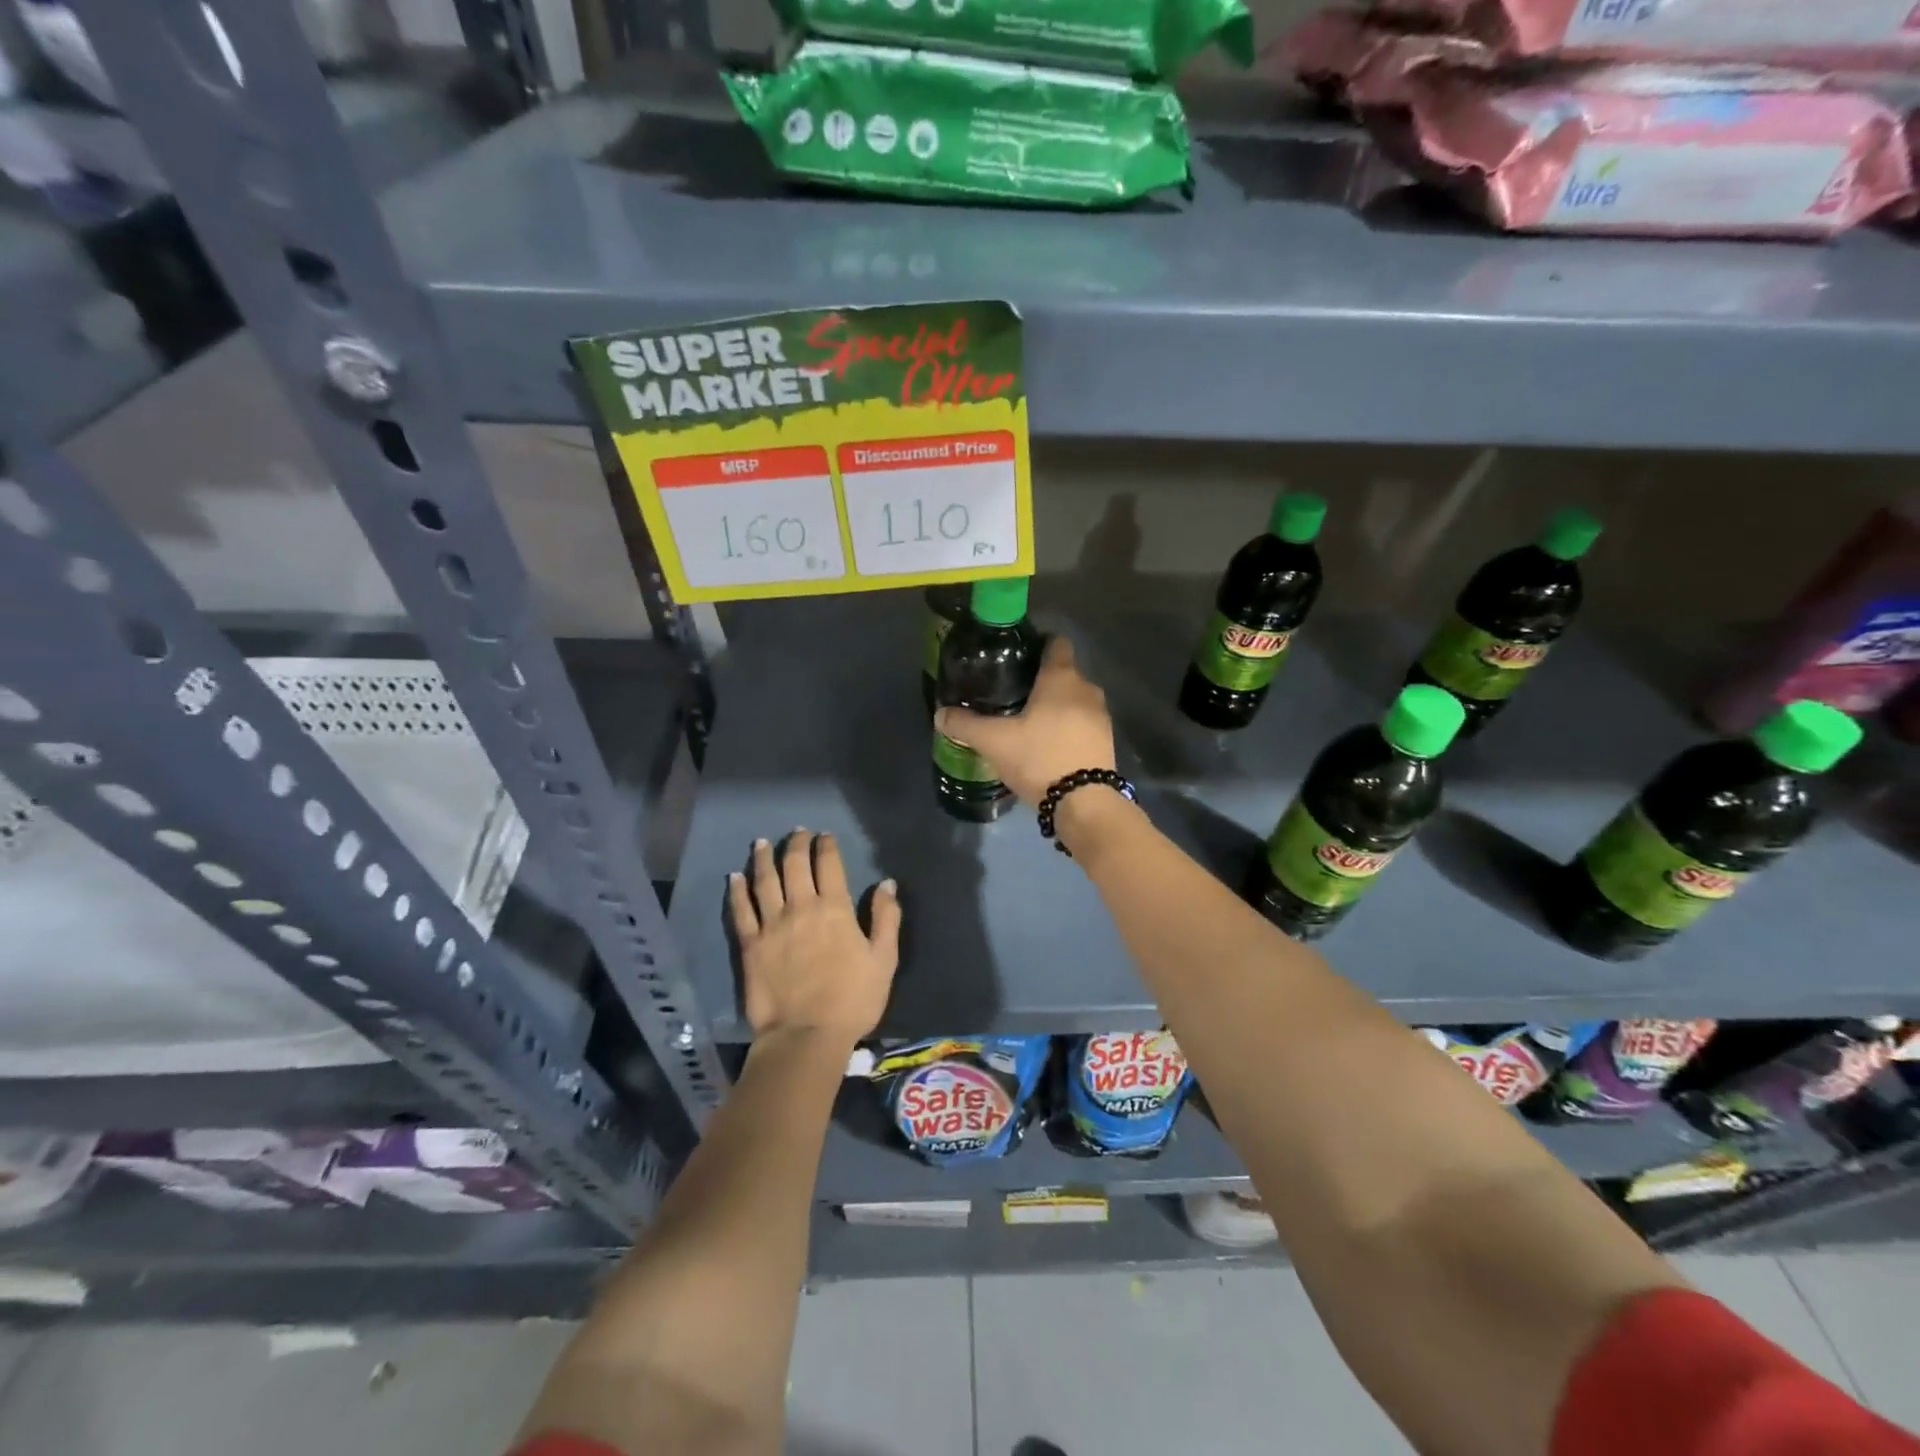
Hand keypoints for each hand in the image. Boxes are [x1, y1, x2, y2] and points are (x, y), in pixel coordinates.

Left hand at [728, 830, 900, 1046]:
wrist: (807, 1035)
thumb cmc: (853, 999)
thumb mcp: (884, 959)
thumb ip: (886, 918)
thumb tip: (886, 883)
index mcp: (835, 909)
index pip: (829, 865)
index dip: (826, 845)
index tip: (824, 835)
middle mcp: (801, 907)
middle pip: (795, 865)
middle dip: (796, 844)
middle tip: (797, 832)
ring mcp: (772, 925)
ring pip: (765, 880)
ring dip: (764, 858)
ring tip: (763, 842)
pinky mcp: (750, 945)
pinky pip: (741, 910)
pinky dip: (737, 890)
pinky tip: (735, 876)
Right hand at [935, 636, 1114, 804]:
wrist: (1084, 802)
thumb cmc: (1039, 757)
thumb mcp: (994, 741)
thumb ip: (965, 725)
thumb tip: (941, 715)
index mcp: (1061, 678)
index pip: (1056, 643)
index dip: (1038, 643)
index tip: (1016, 654)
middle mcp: (1086, 689)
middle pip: (1064, 673)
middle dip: (1041, 679)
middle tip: (1012, 691)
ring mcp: (1101, 716)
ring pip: (1074, 700)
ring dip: (1056, 706)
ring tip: (1028, 720)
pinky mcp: (1106, 741)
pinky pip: (1083, 723)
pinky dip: (1067, 727)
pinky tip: (1047, 743)